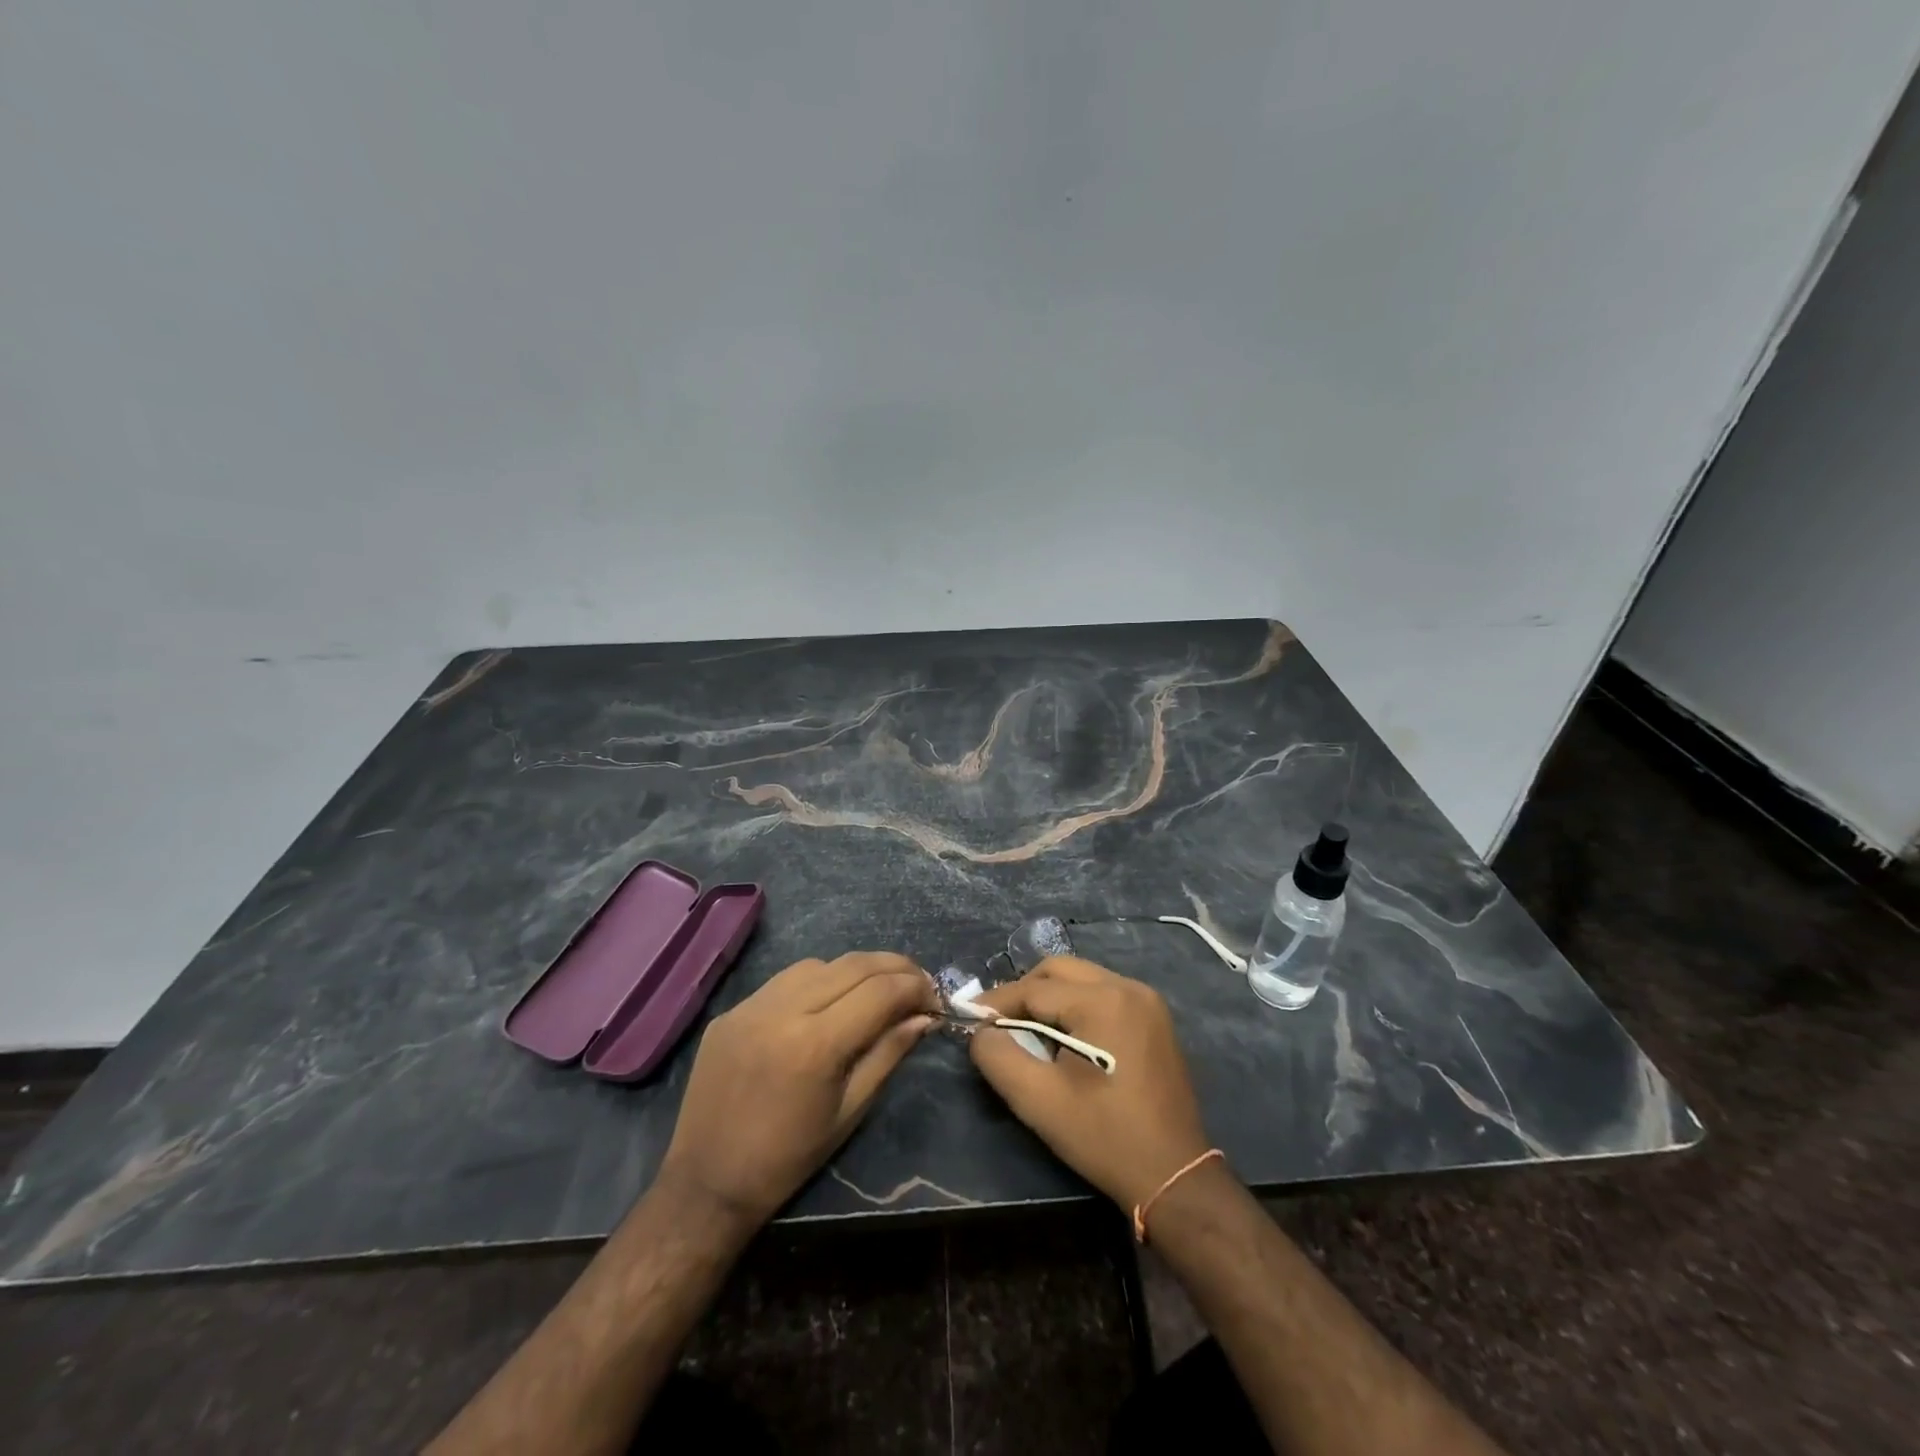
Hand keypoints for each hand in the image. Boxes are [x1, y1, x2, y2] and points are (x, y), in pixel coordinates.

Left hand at [657, 952, 939, 1229]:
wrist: (707, 1182)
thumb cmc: (789, 1158)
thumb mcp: (850, 1111)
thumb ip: (889, 1054)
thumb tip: (924, 1017)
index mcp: (816, 1044)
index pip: (880, 992)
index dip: (915, 987)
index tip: (935, 997)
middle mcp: (783, 1010)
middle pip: (853, 965)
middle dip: (894, 967)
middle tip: (918, 981)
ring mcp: (752, 1005)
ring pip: (819, 964)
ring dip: (855, 970)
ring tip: (875, 989)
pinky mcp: (732, 1010)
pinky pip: (784, 980)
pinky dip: (817, 981)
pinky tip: (827, 1001)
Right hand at [969, 956, 1211, 1210]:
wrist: (1174, 1176)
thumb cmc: (1103, 1137)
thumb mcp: (1038, 1100)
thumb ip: (998, 1057)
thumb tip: (981, 1031)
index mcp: (1102, 1000)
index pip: (1034, 989)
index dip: (997, 1002)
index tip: (969, 1017)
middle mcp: (1128, 987)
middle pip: (1059, 970)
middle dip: (1023, 991)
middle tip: (997, 1022)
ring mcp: (1147, 1001)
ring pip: (1082, 978)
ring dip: (1050, 997)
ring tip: (1026, 1029)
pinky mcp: (1155, 1018)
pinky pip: (1104, 993)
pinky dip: (1076, 1005)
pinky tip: (1064, 1037)